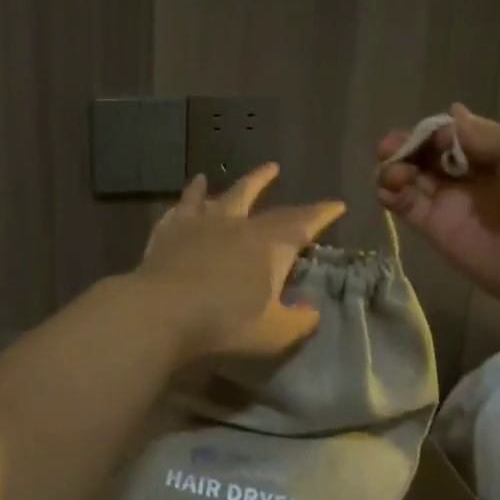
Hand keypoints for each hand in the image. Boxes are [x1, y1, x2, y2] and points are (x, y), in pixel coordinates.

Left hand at [133, 164, 344, 363]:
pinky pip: (183, 206)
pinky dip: (190, 196)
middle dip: (268, 183)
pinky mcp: (170, 230)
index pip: (302, 223)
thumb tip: (311, 309)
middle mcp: (236, 224)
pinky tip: (192, 190)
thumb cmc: (225, 322)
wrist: (163, 310)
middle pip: (256, 197)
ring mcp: (200, 223)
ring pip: (218, 194)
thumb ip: (298, 320)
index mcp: (269, 245)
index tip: (336, 204)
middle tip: (274, 167)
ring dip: (225, 184)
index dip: (321, 213)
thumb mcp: (274, 332)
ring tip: (225, 174)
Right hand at [376, 105, 499, 320]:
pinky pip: (405, 205)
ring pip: (411, 176)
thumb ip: (480, 133)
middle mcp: (471, 175)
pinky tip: (388, 190)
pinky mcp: (435, 229)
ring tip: (392, 172)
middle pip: (426, 153)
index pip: (451, 133)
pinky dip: (389, 193)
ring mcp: (451, 203)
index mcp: (496, 152)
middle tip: (389, 147)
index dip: (433, 130)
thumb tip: (450, 114)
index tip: (428, 135)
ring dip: (394, 167)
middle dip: (406, 145)